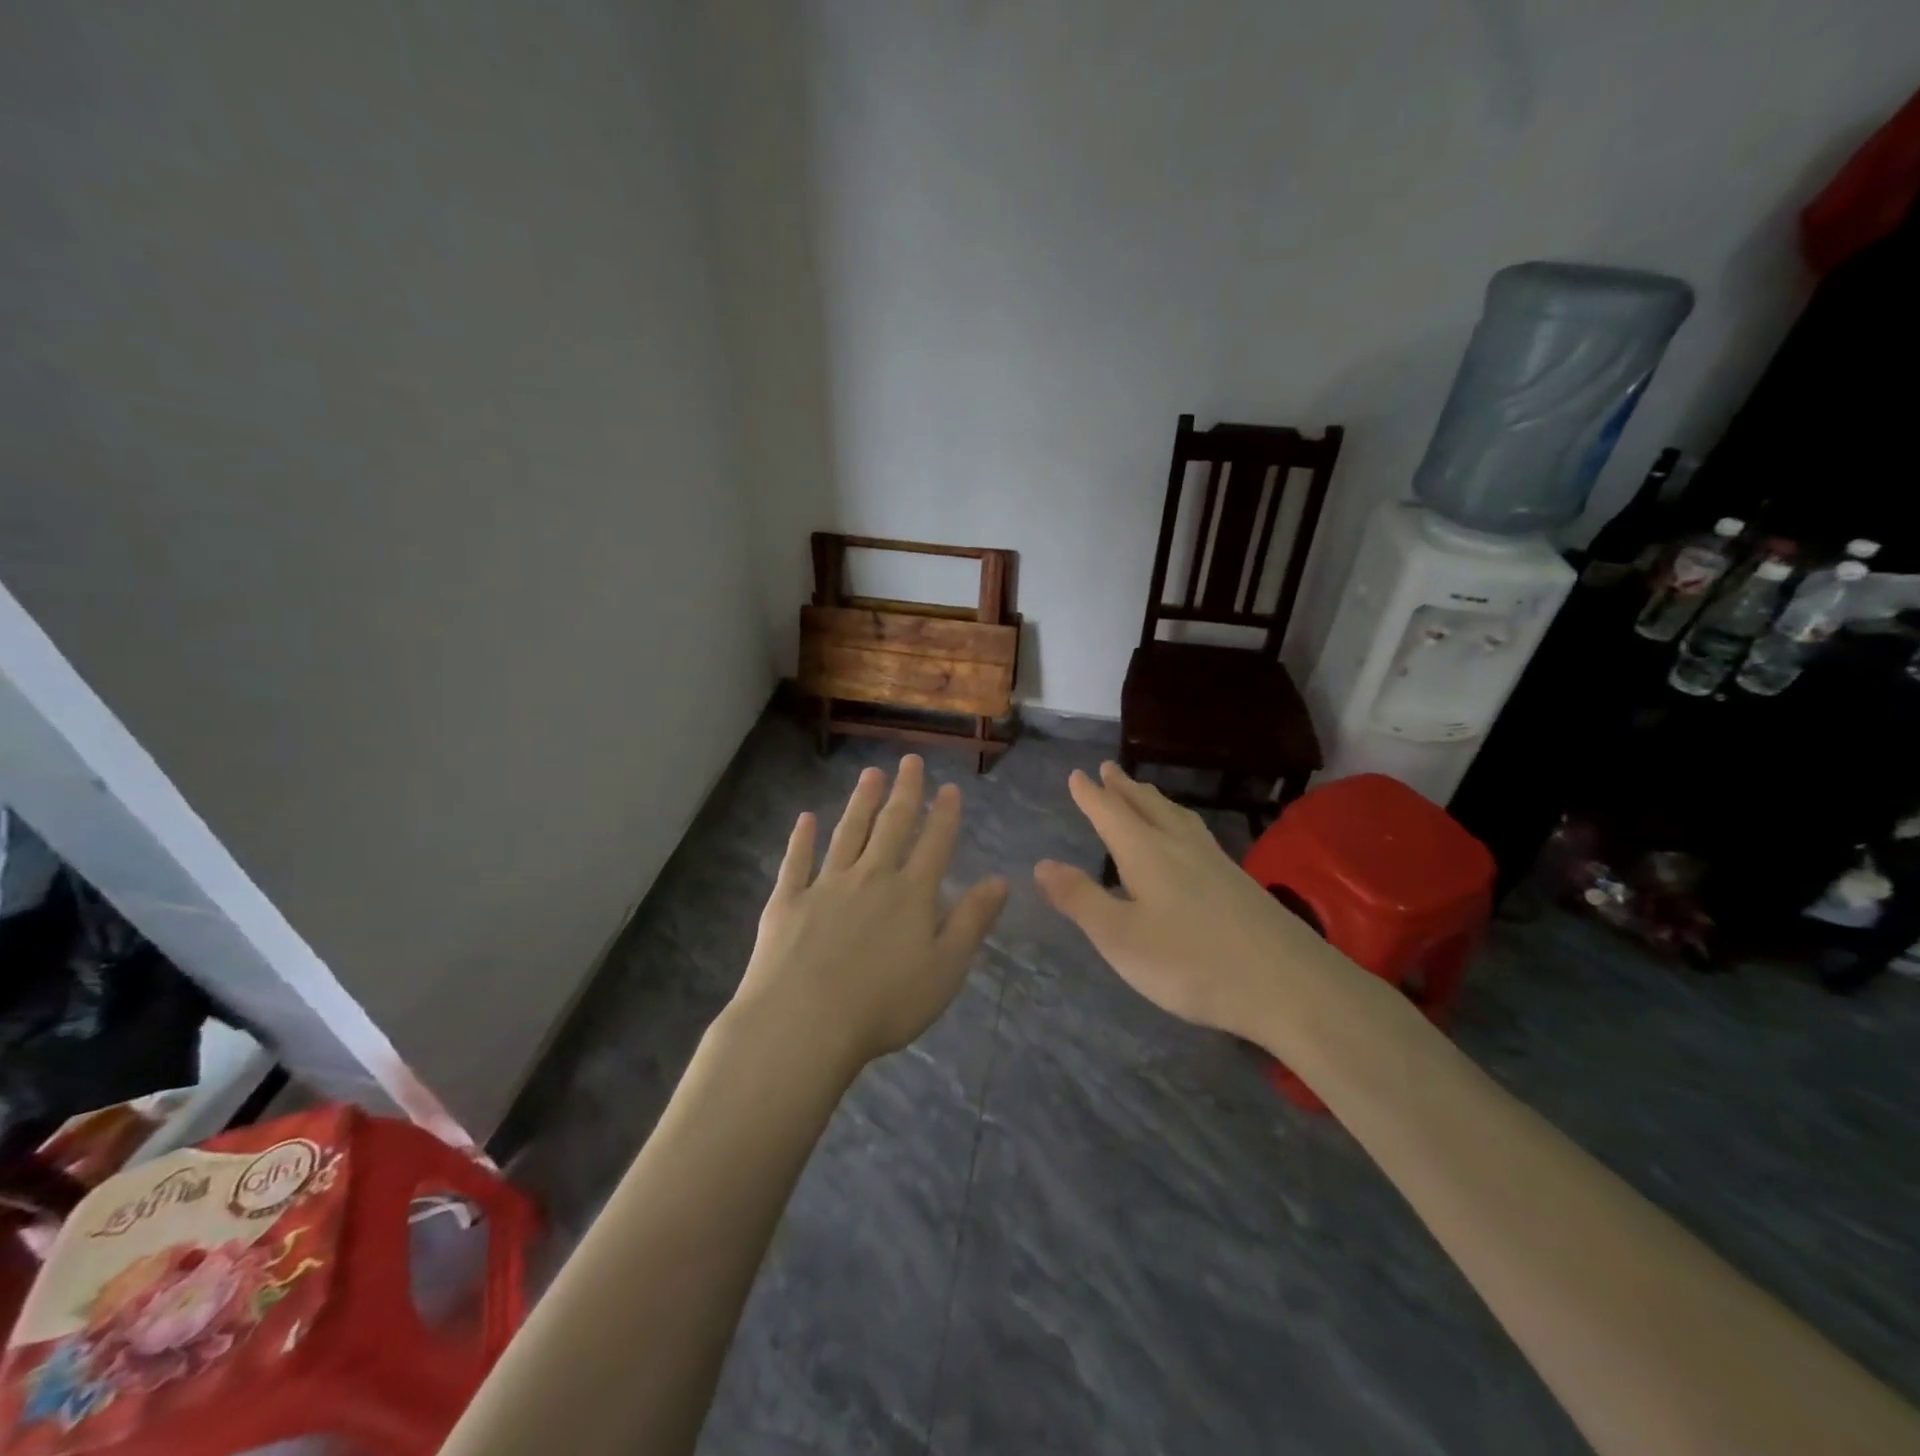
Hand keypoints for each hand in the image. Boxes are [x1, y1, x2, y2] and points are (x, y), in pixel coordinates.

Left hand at [736, 755, 1008, 1071]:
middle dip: (904, 792)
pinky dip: (802, 838)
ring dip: (861, 802)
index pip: (934, 844)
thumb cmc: (884, 1004)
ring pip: (848, 833)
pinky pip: (797, 861)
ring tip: (871, 774)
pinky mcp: (788, 901)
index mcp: (911, 895)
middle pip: (891, 826)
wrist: (804, 1022)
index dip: (944, 815)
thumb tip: (1000, 880)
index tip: (949, 787)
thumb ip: (972, 921)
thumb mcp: (946, 969)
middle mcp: (871, 877)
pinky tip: (805, 818)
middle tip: (909, 761)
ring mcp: (826, 886)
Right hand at [1034, 762, 1349, 1049]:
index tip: (1077, 775)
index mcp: (1147, 853)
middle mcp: (1180, 846)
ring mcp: (1216, 862)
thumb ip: (1081, 900)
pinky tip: (1190, 840)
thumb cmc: (1192, 962)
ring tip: (1145, 792)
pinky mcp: (1240, 882)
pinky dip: (1180, 822)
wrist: (1289, 985)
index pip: (1111, 814)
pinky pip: (1198, 834)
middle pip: (1147, 806)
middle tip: (1110, 768)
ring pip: (1178, 817)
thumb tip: (1042, 864)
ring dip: (1154, 800)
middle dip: (1124, 788)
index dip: (1091, 795)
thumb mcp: (1121, 938)